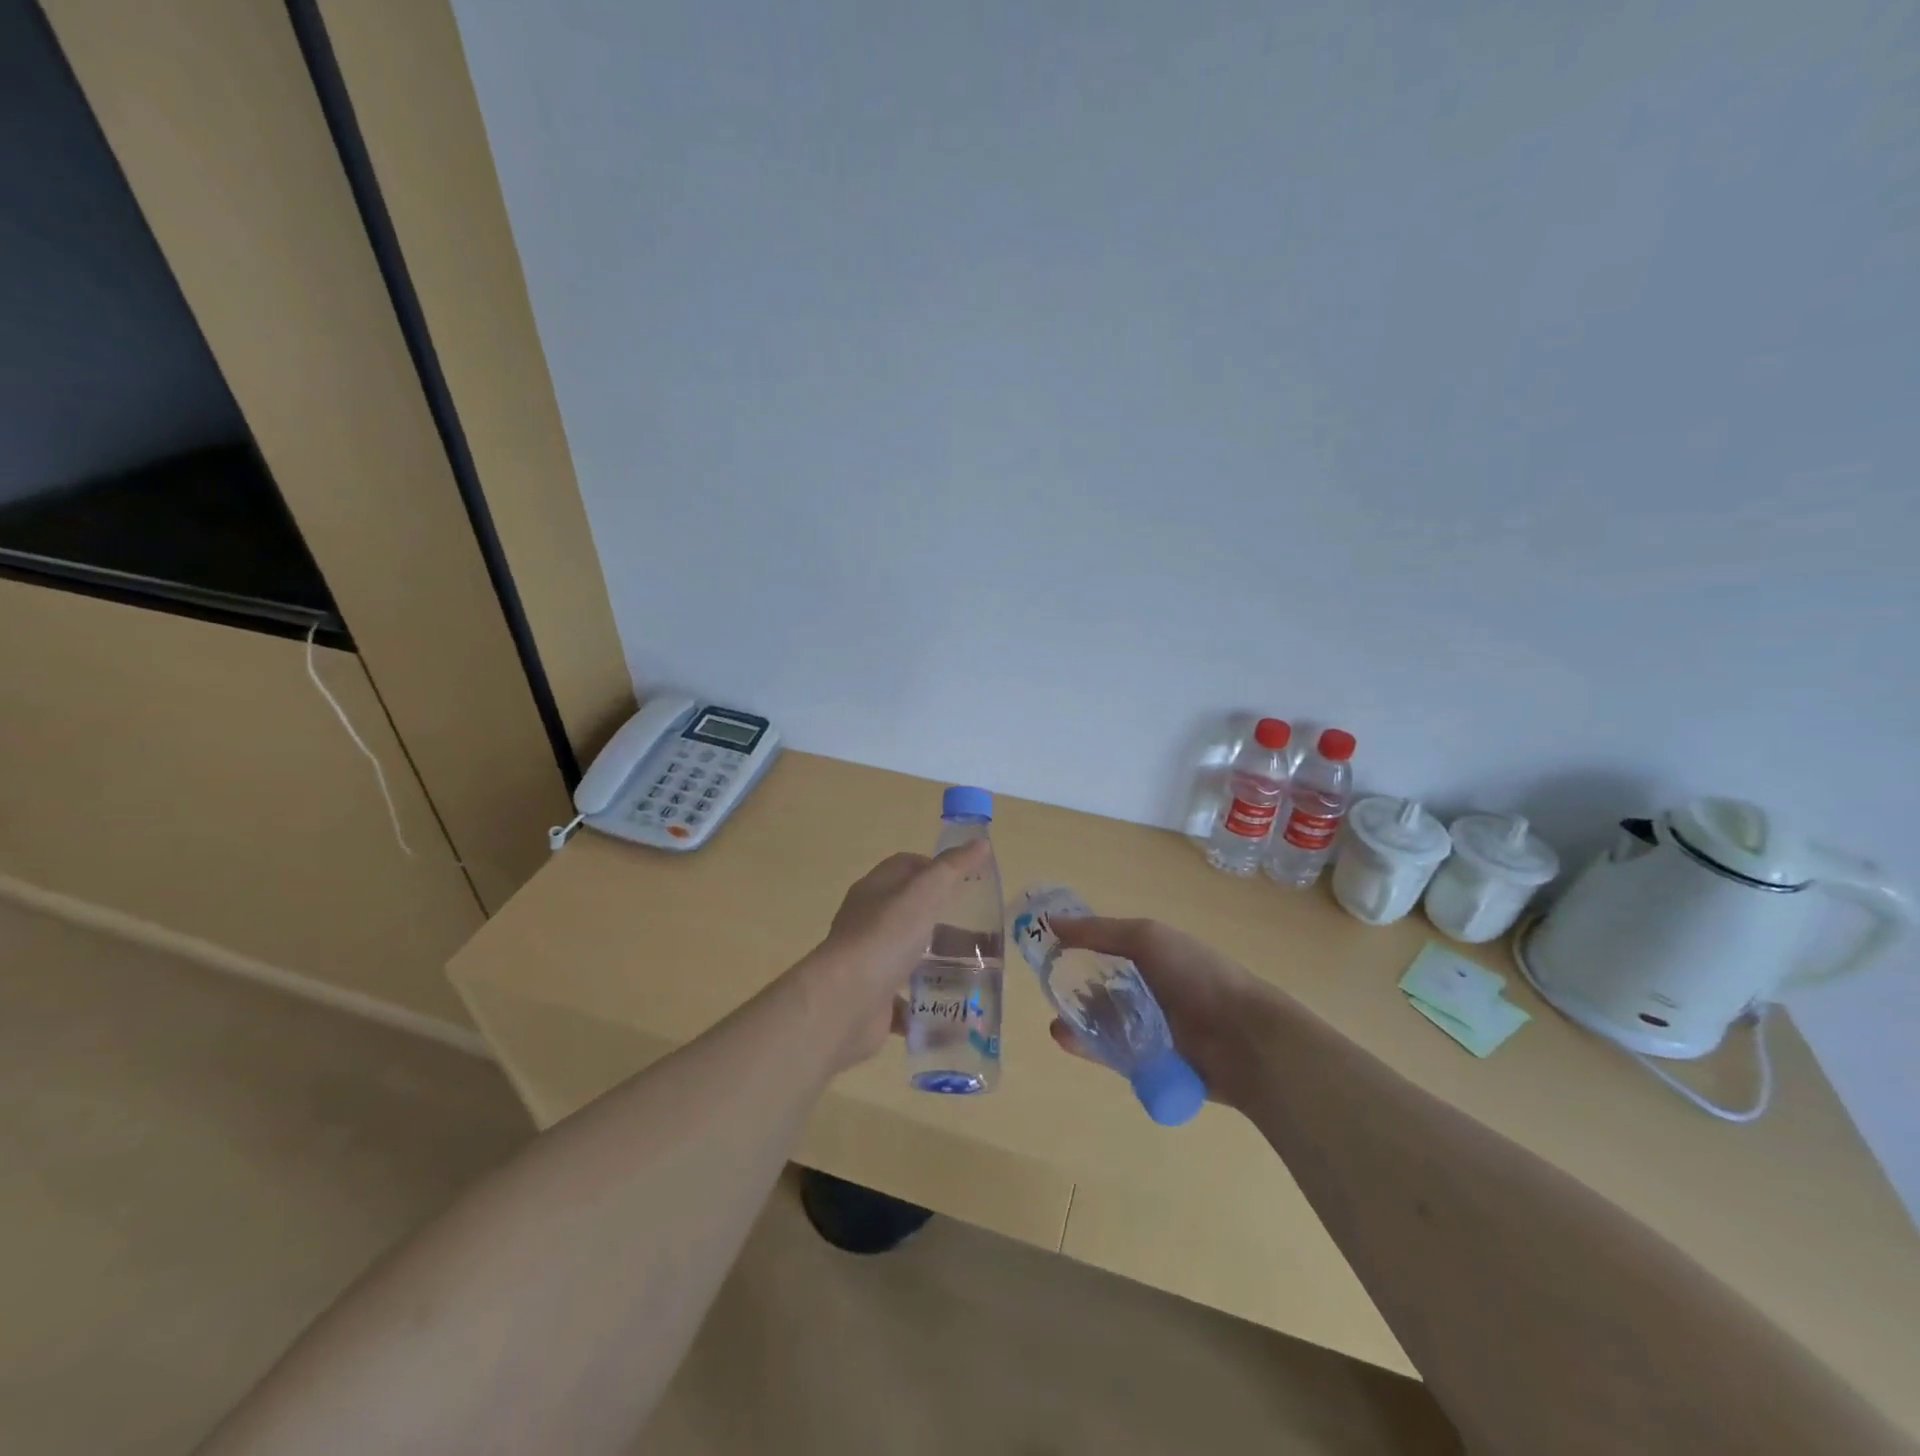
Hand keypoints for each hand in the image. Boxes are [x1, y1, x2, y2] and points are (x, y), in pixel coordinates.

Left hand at [800, 842, 990, 1070]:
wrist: (845, 1003)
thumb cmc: (885, 937)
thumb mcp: (924, 893)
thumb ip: (952, 868)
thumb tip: (980, 842)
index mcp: (874, 891)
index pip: (904, 867)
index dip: (934, 868)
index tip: (966, 883)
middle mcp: (867, 923)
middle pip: (909, 913)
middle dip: (943, 921)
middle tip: (979, 933)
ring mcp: (868, 963)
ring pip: (907, 956)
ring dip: (936, 963)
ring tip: (974, 971)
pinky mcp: (872, 1000)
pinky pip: (903, 1000)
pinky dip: (924, 1003)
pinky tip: (950, 1008)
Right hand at [1046, 916, 1271, 1109]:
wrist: (1246, 1041)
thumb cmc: (1197, 976)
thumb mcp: (1147, 938)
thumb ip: (1099, 931)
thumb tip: (1051, 922)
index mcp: (1153, 955)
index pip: (1105, 947)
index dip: (1076, 946)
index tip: (1045, 949)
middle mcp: (1150, 990)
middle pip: (1100, 987)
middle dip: (1072, 988)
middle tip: (1048, 989)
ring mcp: (1150, 1028)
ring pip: (1102, 1022)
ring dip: (1077, 1020)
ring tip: (1056, 1021)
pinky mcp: (1148, 1064)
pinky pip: (1111, 1054)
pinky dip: (1087, 1047)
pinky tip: (1066, 1039)